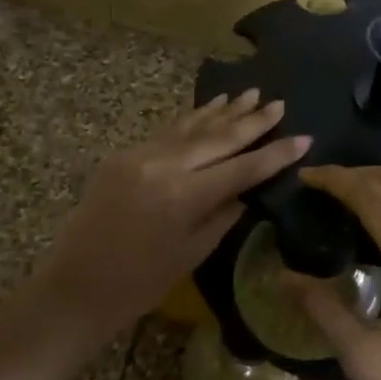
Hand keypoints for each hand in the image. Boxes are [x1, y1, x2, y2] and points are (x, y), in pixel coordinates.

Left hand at [22, 92, 309, 354]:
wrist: (76, 285)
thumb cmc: (140, 283)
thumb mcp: (192, 252)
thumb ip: (223, 213)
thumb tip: (245, 188)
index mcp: (185, 196)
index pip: (242, 168)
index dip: (275, 154)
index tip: (304, 138)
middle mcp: (164, 166)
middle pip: (219, 137)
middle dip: (252, 121)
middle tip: (279, 104)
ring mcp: (140, 155)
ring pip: (191, 126)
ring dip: (223, 111)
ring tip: (250, 94)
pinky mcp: (123, 155)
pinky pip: (167, 132)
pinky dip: (191, 119)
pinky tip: (210, 107)